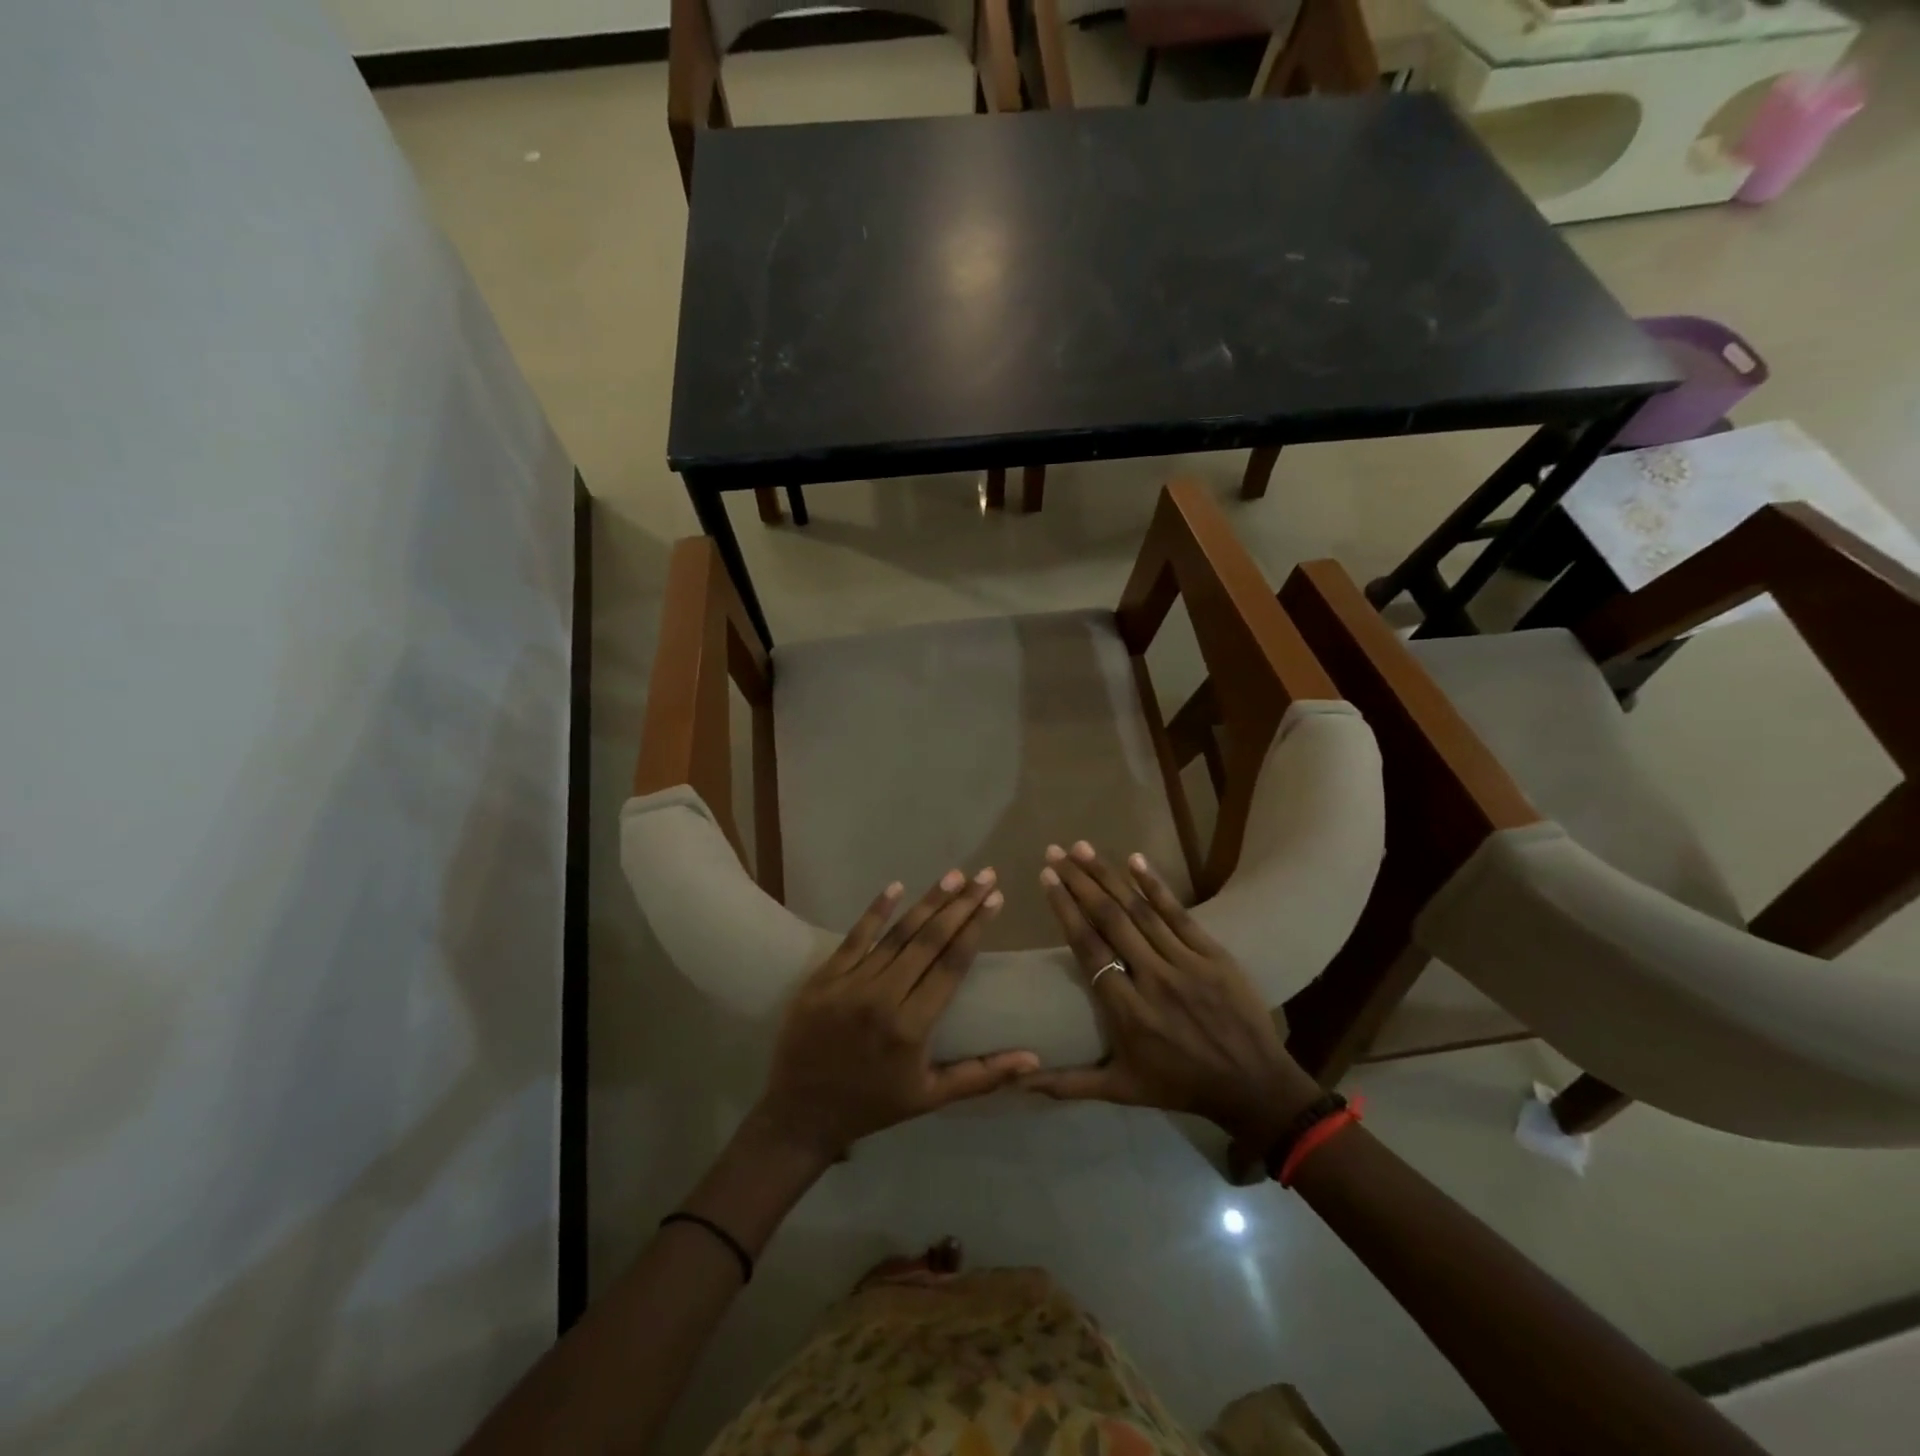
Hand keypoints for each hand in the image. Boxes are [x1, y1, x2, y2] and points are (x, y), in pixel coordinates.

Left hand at [751, 868, 1038, 1160]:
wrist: (801, 1114)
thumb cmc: (873, 1105)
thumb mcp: (931, 1098)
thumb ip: (983, 1075)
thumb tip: (1034, 1060)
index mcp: (912, 1028)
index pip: (952, 965)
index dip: (976, 928)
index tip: (995, 898)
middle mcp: (883, 999)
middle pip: (930, 941)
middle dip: (961, 905)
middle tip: (985, 876)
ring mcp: (850, 984)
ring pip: (897, 935)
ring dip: (928, 902)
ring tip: (954, 875)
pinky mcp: (824, 978)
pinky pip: (854, 938)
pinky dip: (876, 911)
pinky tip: (896, 886)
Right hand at [1024, 842, 1321, 1148]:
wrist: (1255, 1087)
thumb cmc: (1181, 1085)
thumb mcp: (1122, 1090)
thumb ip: (1069, 1084)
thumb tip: (1019, 1080)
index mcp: (1128, 1011)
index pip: (1088, 949)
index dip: (1065, 910)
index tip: (1046, 879)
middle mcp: (1154, 980)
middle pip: (1110, 920)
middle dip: (1079, 881)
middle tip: (1055, 851)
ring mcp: (1187, 964)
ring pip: (1140, 911)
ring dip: (1109, 876)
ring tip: (1083, 848)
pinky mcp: (1214, 956)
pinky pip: (1180, 915)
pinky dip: (1156, 886)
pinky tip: (1135, 860)